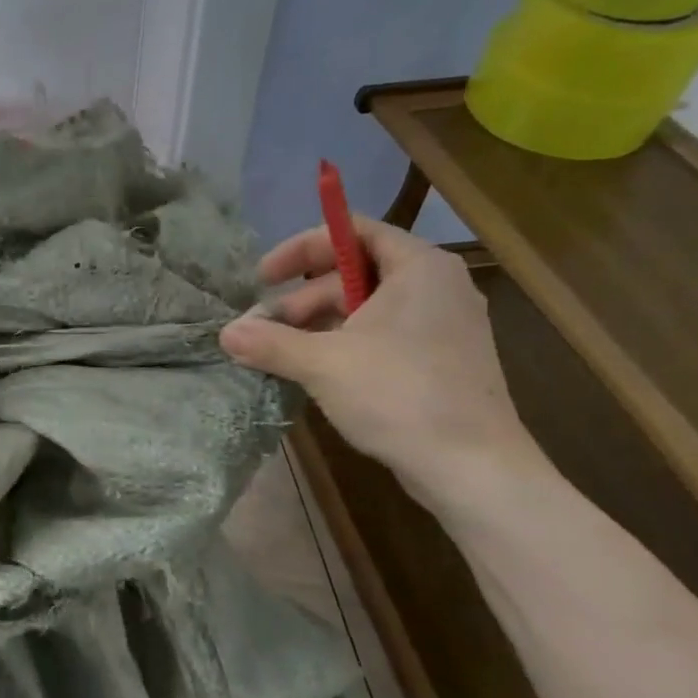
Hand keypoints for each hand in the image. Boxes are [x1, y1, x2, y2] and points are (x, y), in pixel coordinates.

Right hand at [219, 218, 541, 501]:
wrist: (471, 466)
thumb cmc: (399, 395)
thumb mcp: (323, 363)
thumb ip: (271, 343)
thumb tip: (225, 334)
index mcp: (418, 268)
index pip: (353, 231)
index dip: (301, 248)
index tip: (262, 277)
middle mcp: (436, 287)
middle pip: (354, 273)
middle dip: (301, 299)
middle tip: (263, 329)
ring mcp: (442, 326)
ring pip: (366, 309)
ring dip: (317, 327)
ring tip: (280, 356)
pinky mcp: (440, 361)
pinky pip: (382, 337)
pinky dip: (344, 346)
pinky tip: (314, 374)